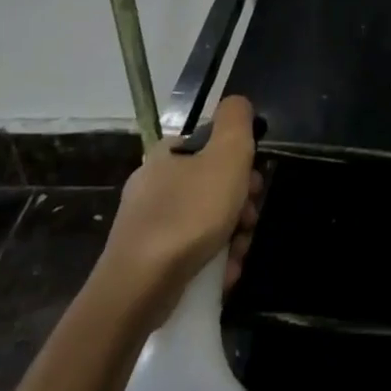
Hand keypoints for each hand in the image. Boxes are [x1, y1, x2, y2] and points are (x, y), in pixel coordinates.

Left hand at [96, 95, 264, 313]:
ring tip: (237, 255)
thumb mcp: (225, 154)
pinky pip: (190, 253)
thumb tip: (238, 103)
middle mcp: (153, 186)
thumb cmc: (189, 214)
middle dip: (239, 207)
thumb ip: (235, 121)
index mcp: (167, 155)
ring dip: (231, 238)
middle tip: (248, 222)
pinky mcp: (147, 262)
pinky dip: (212, 262)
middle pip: (212, 188)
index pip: (211, 147)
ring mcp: (147, 226)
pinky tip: (223, 275)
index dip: (239, 164)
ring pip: (205, 223)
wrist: (139, 288)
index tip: (252, 186)